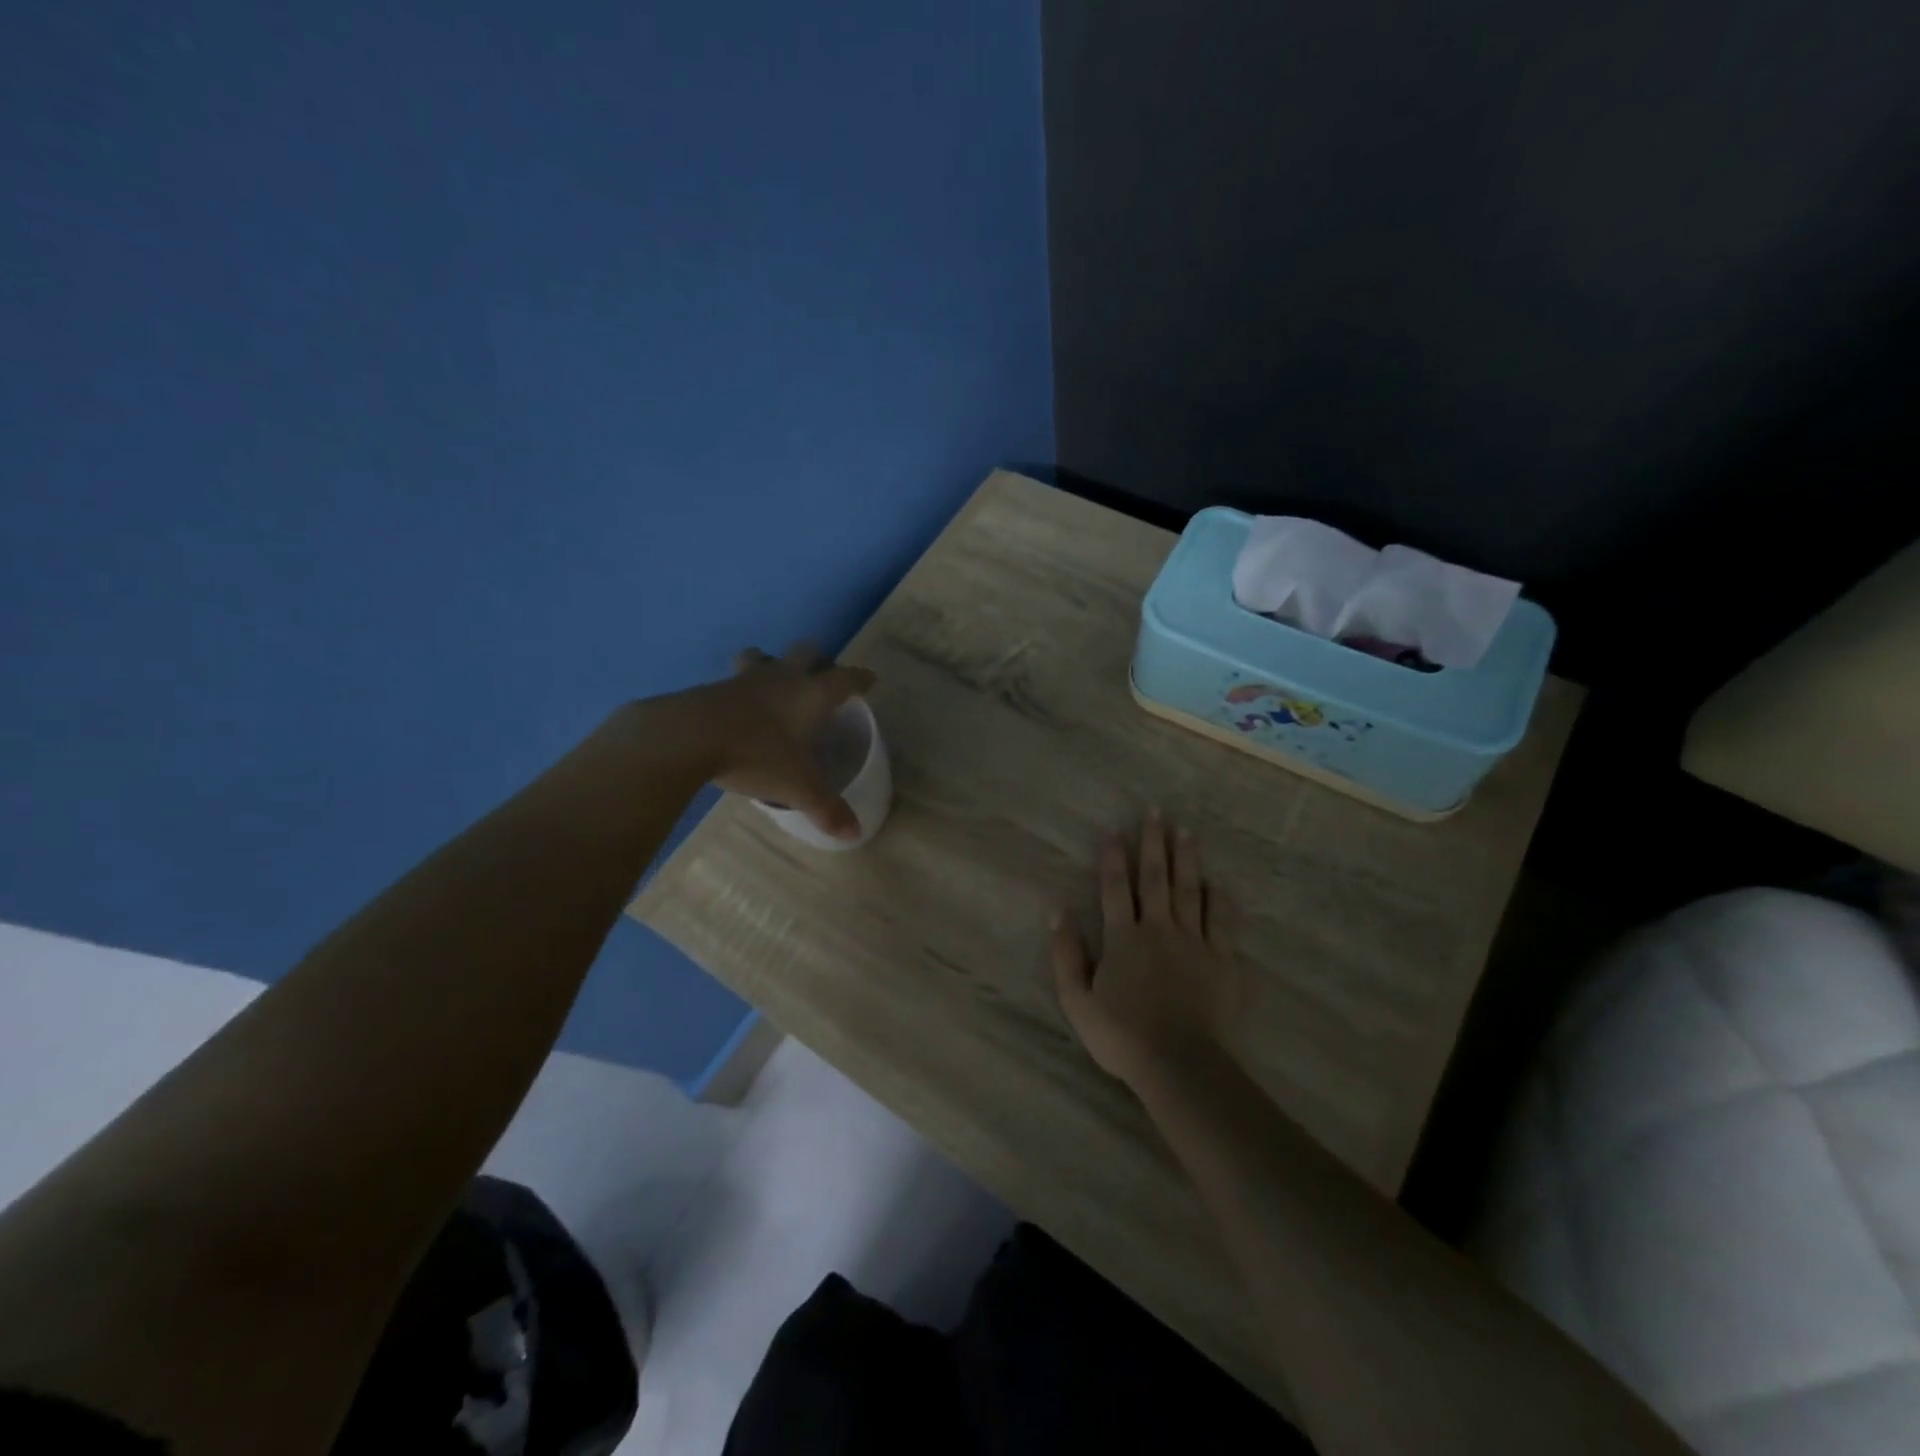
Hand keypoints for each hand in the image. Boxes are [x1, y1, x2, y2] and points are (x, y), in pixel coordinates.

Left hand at [682, 643, 876, 840]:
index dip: (861, 679)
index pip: (845, 678)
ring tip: (774, 681)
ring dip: (774, 663)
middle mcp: (783, 677)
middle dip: (818, 661)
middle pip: (807, 653)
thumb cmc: (756, 755)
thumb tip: (855, 834)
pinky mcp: (714, 686)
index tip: (870, 681)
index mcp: (811, 694)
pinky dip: (743, 686)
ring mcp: (746, 678)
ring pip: (766, 657)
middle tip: (822, 677)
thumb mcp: (797, 787)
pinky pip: (736, 678)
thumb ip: (827, 808)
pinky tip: (738, 706)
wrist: (688, 736)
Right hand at [1052, 814, 1246, 1088]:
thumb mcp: (1077, 1000)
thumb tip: (1056, 912)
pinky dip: (1221, 900)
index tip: (1114, 830)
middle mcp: (1159, 929)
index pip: (1115, 888)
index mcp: (1123, 937)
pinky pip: (1223, 922)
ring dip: (1187, 859)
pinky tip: (1219, 884)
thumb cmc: (1122, 1035)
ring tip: (1186, 831)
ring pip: (1190, 891)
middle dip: (1154, 843)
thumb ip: (1066, 955)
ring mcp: (1194, 942)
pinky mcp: (1222, 961)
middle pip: (1155, 878)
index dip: (1113, 858)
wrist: (1180, 1063)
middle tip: (1156, 812)